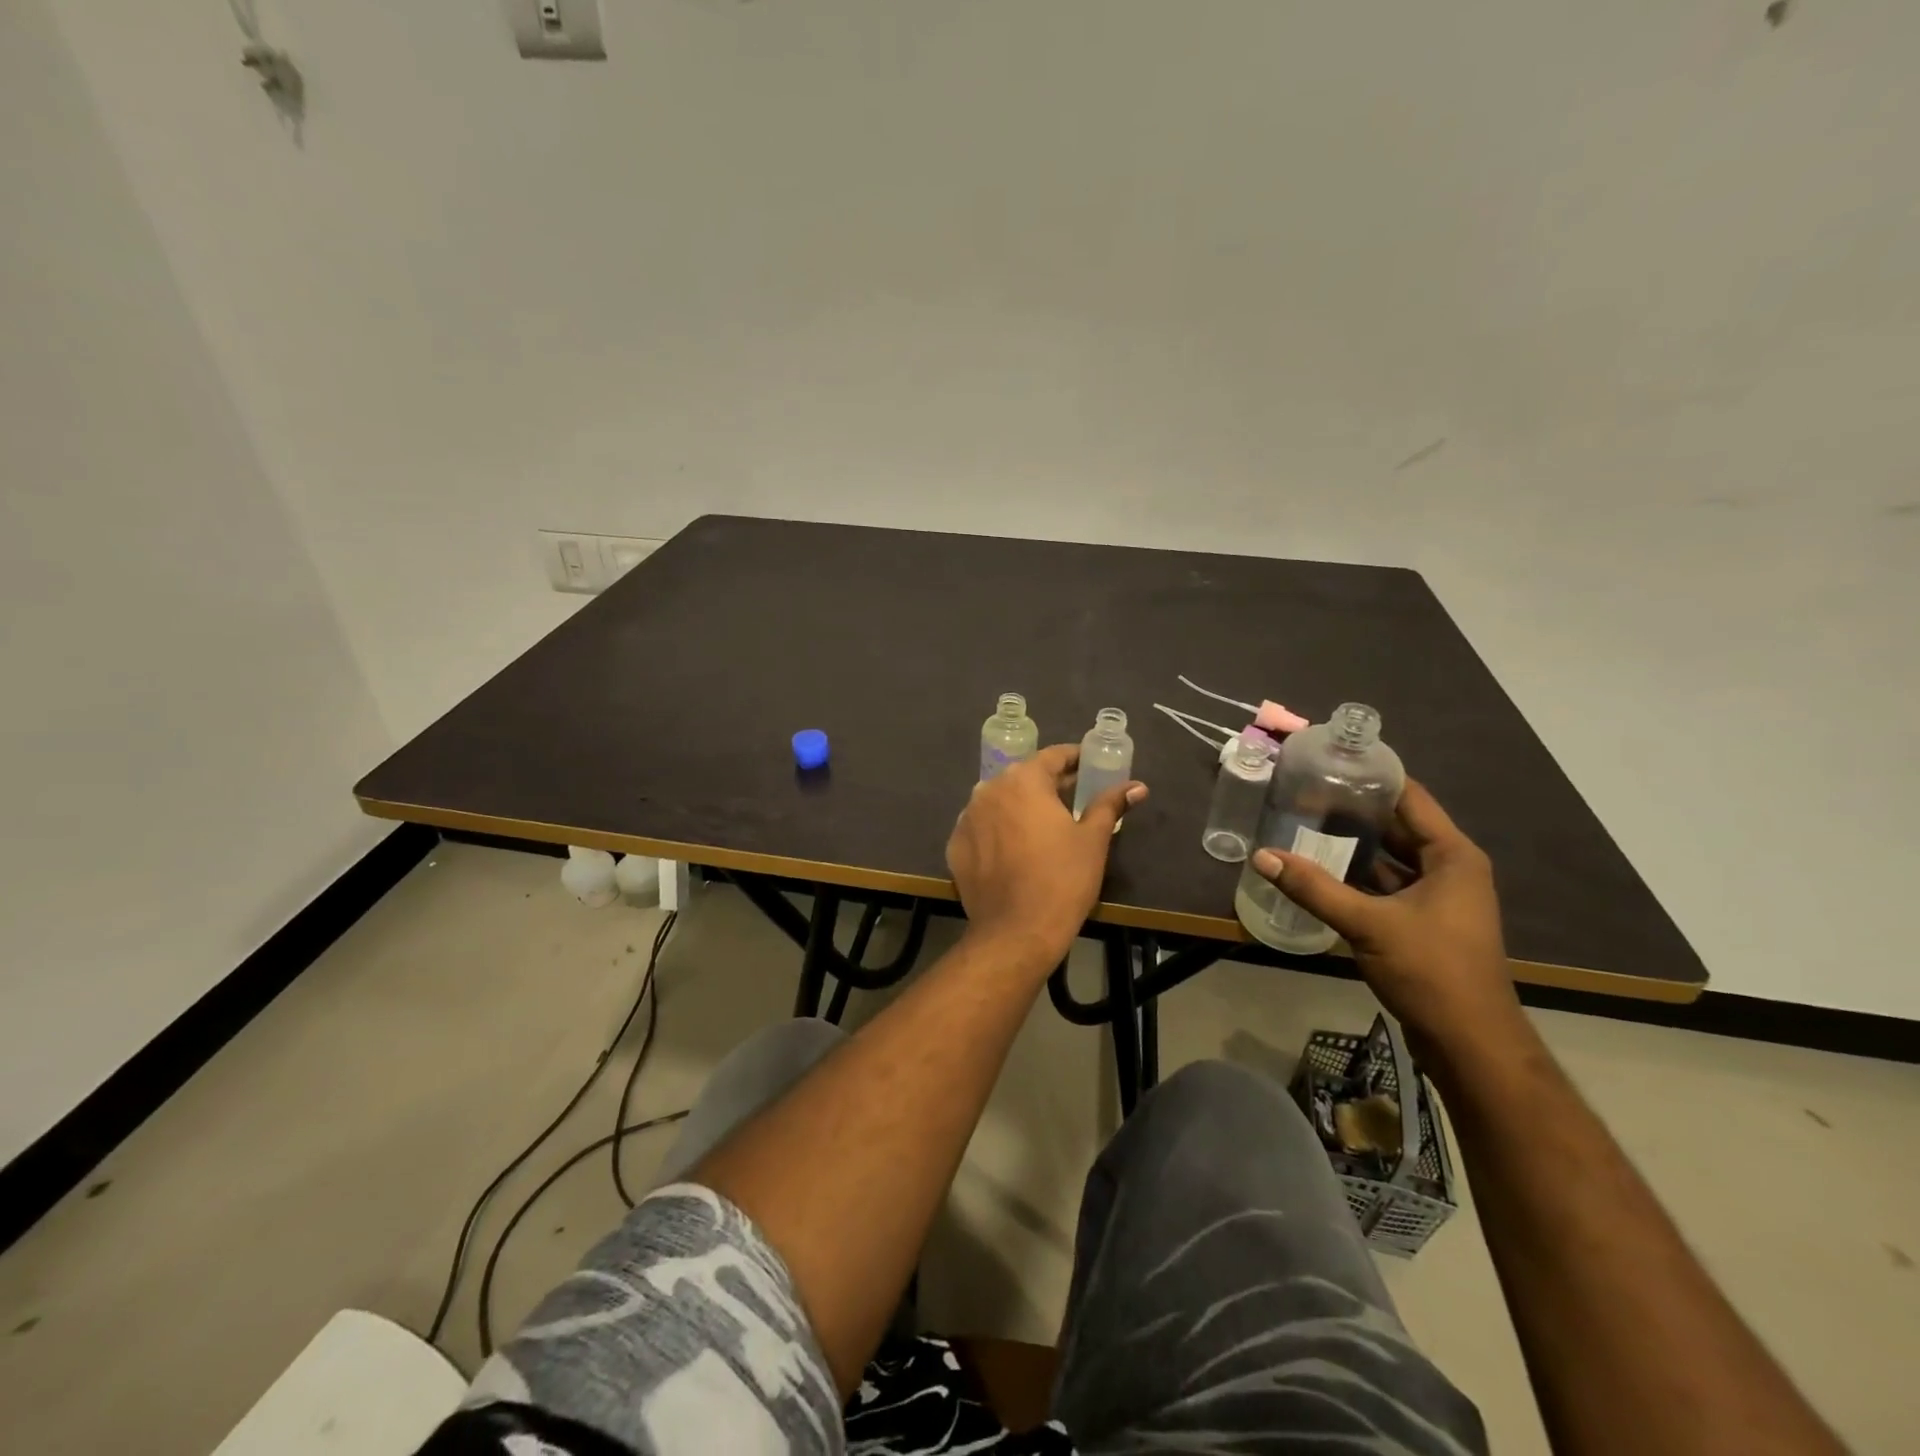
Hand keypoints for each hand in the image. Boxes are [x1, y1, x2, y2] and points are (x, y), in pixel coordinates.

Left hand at [947, 744, 1146, 972]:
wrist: (1016, 932)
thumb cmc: (1062, 880)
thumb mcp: (1093, 839)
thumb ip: (1110, 805)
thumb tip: (1136, 786)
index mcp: (1023, 780)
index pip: (1052, 756)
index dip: (1074, 758)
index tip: (1089, 765)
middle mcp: (988, 790)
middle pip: (1022, 777)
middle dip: (1047, 784)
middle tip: (1072, 797)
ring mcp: (966, 818)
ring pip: (999, 801)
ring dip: (1020, 806)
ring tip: (1043, 824)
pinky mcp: (955, 845)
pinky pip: (981, 828)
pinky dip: (998, 830)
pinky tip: (1015, 849)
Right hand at [1249, 779, 1526, 1066]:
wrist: (1470, 1042)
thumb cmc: (1432, 971)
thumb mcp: (1368, 924)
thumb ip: (1314, 888)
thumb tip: (1262, 856)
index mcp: (1453, 856)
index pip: (1410, 797)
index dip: (1372, 776)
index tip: (1329, 760)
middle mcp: (1449, 868)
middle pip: (1397, 825)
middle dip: (1353, 809)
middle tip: (1303, 790)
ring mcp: (1437, 896)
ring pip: (1388, 856)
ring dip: (1351, 843)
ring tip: (1302, 821)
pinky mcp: (1423, 920)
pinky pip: (1385, 884)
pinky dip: (1356, 874)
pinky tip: (1318, 868)